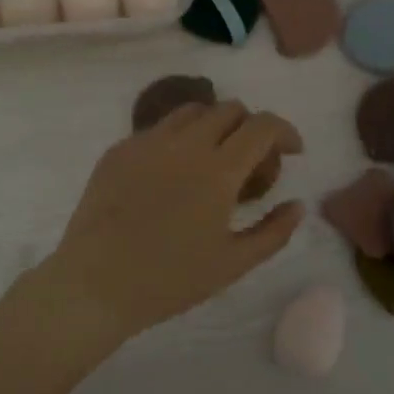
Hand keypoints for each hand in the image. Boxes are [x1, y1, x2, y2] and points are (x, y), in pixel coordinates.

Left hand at [41, 101, 305, 340]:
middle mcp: (185, 143)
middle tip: (251, 161)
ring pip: (192, 111)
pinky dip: (178, 139)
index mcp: (218, 169)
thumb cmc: (170, 280)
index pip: (262, 125)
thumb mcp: (233, 264)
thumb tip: (298, 205)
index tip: (292, 151)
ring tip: (213, 160)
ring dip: (214, 126)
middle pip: (229, 109)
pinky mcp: (118, 150)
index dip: (285, 131)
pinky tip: (172, 175)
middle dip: (250, 127)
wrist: (95, 283)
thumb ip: (274, 232)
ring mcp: (147, 142)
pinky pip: (158, 129)